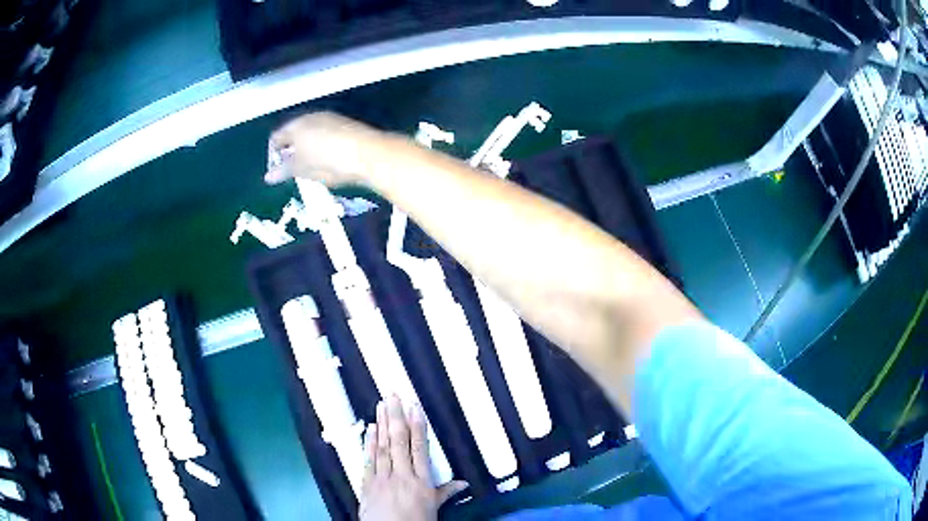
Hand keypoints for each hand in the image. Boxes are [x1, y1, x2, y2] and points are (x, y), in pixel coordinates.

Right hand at [265, 112, 388, 187]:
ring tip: (311, 168)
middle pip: (294, 133)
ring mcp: (330, 118)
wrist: (368, 153)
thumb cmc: (327, 161)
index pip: (277, 137)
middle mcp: (311, 117)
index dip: (274, 154)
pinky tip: (328, 160)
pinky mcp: (345, 124)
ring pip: (311, 133)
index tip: (278, 170)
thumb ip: (283, 171)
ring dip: (306, 149)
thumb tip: (268, 176)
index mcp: (296, 126)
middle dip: (291, 151)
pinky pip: (326, 134)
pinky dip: (321, 146)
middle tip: (293, 170)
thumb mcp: (302, 169)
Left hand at [360, 395, 467, 520]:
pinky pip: (368, 460)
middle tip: (393, 395)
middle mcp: (401, 475)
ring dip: (382, 425)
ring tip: (381, 405)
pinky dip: (369, 444)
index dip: (417, 427)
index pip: (419, 448)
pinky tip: (369, 430)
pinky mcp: (367, 484)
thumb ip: (446, 493)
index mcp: (421, 482)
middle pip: (399, 442)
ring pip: (382, 447)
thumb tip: (464, 483)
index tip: (415, 407)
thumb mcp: (434, 509)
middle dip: (396, 417)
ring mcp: (382, 478)